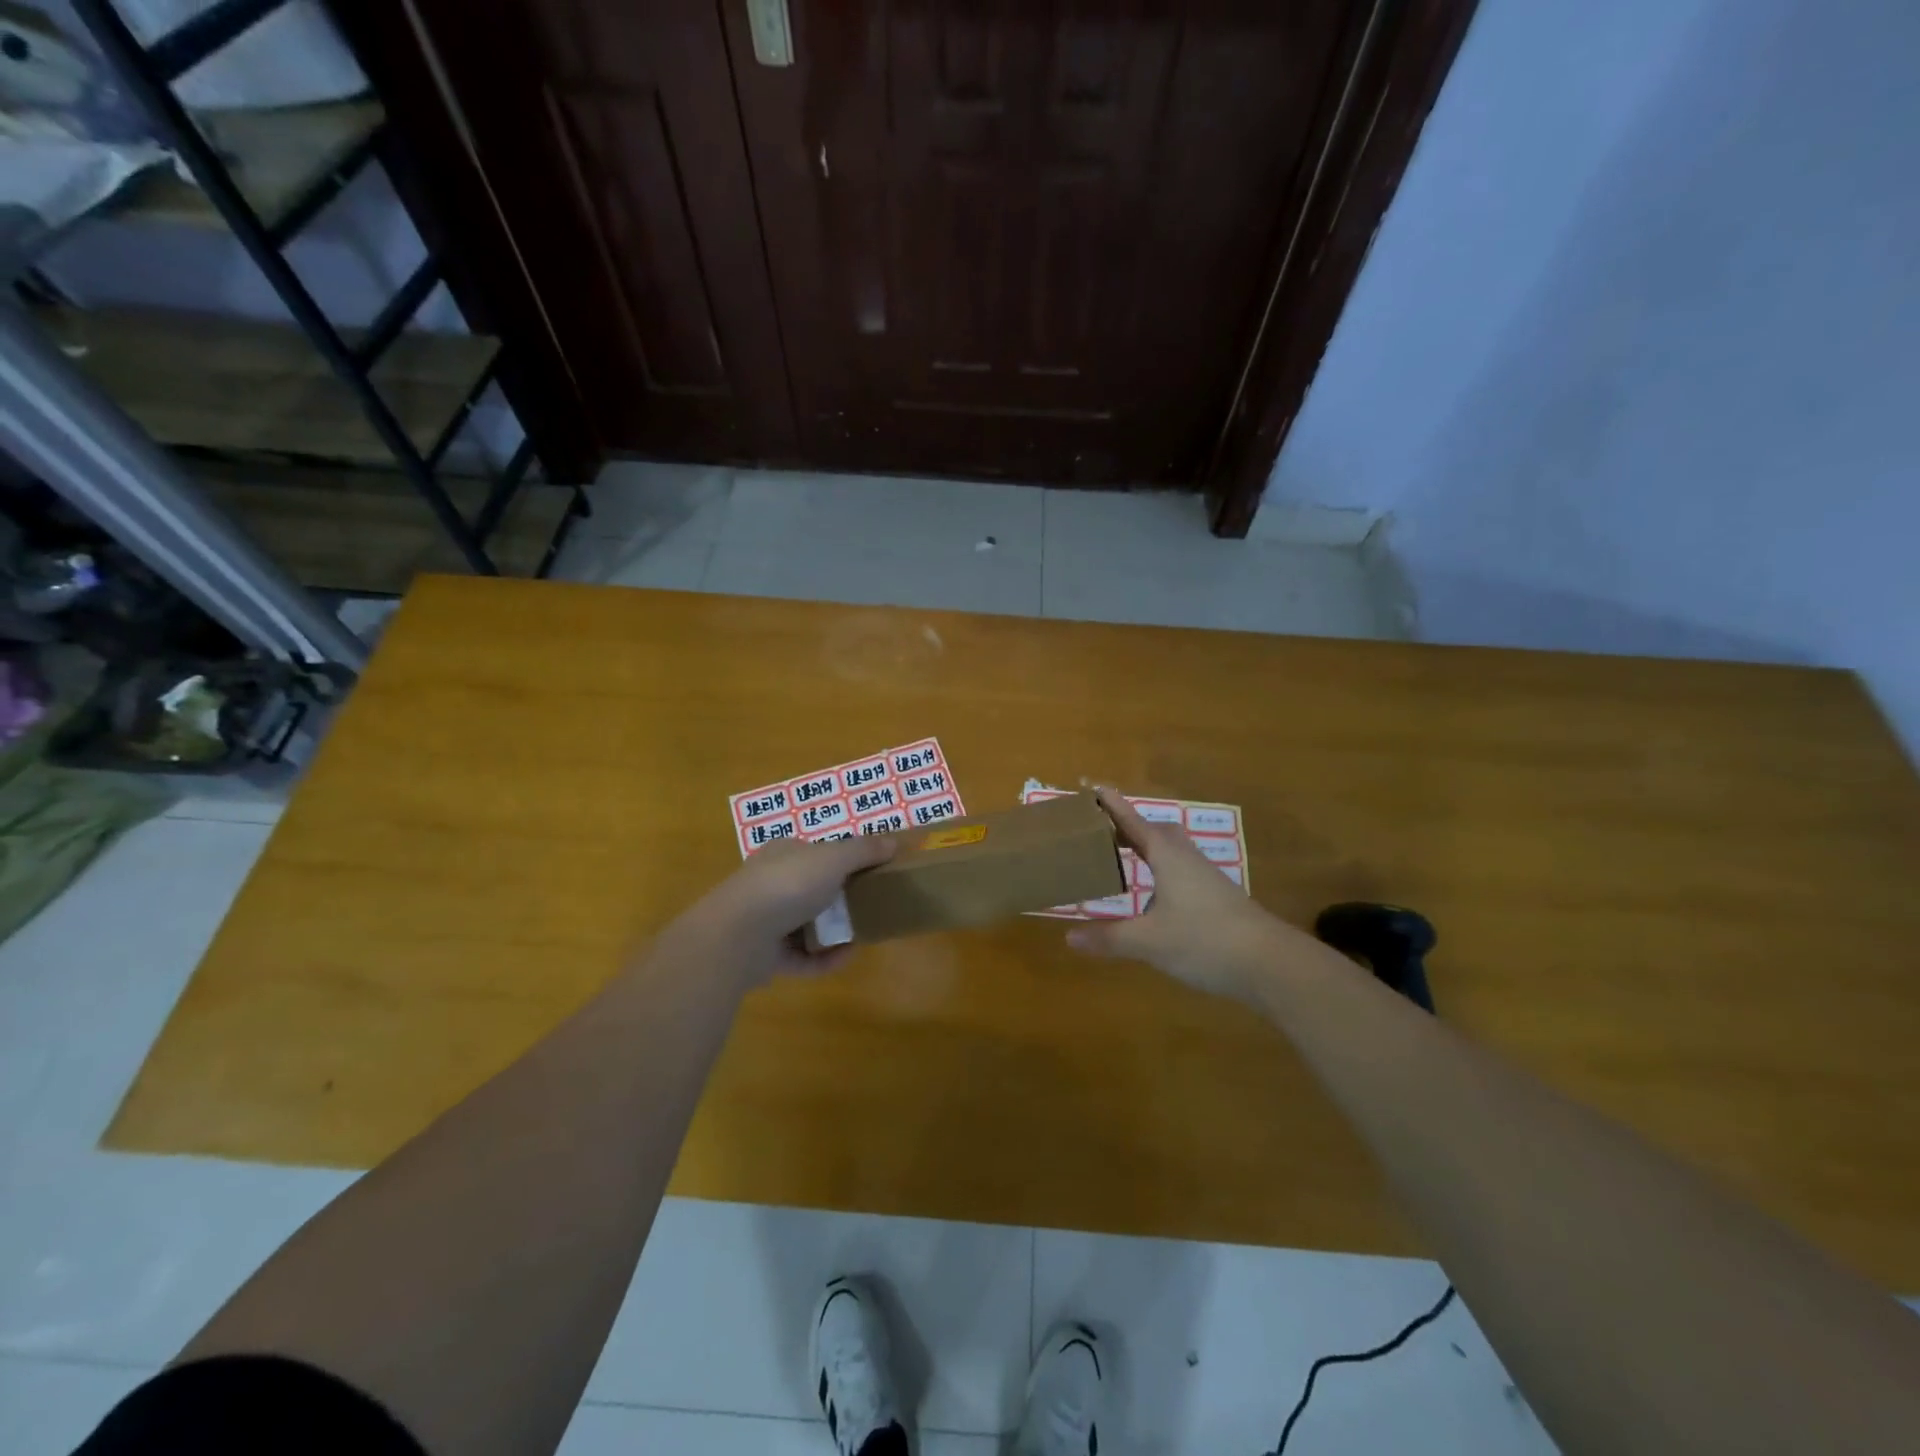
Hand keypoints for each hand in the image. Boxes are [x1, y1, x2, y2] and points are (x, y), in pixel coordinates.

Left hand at [679, 833, 897, 987]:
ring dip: (835, 932)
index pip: (816, 853)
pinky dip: (823, 958)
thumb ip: (864, 850)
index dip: (842, 859)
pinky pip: (801, 957)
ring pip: (806, 925)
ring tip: (862, 935)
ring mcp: (765, 921)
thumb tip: (893, 842)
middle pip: (812, 890)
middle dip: (841, 899)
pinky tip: (845, 957)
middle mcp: (770, 884)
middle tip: (870, 906)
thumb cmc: (788, 885)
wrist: (738, 935)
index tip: (870, 872)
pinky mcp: (764, 956)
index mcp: (783, 855)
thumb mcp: (834, 858)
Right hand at [1066, 786, 1310, 1002]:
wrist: (1270, 963)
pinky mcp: (1219, 896)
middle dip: (1130, 826)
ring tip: (1126, 857)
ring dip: (1148, 847)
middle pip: (1156, 831)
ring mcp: (1206, 877)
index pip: (1133, 823)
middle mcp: (1187, 859)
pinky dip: (1162, 871)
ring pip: (1173, 850)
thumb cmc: (1204, 940)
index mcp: (1167, 857)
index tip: (1093, 786)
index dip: (1112, 806)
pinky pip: (1182, 870)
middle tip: (1104, 830)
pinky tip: (1157, 895)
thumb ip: (1109, 938)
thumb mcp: (1149, 942)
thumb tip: (1069, 937)